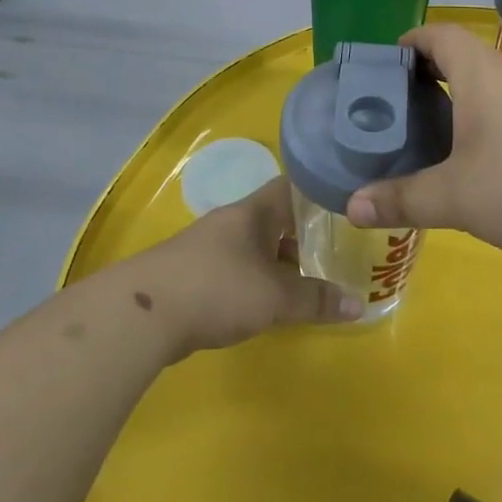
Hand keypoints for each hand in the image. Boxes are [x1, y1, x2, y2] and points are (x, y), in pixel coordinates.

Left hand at [129, 176, 361, 354]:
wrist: (141, 315)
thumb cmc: (217, 289)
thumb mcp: (275, 297)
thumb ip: (316, 300)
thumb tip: (360, 305)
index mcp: (253, 212)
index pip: (292, 186)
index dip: (319, 192)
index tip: (346, 204)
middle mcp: (231, 223)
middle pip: (275, 219)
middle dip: (304, 234)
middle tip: (337, 250)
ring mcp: (209, 249)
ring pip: (256, 247)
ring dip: (280, 261)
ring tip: (309, 281)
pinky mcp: (194, 276)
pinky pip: (238, 270)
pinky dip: (258, 281)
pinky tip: (268, 303)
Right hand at [344, 24, 501, 267]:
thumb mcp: (455, 198)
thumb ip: (402, 200)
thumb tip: (351, 207)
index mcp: (482, 73)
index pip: (439, 34)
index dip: (409, 42)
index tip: (384, 67)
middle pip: (463, 57)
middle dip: (427, 76)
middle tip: (397, 110)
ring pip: (490, 84)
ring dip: (460, 99)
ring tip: (432, 135)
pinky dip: (488, 119)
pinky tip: (482, 159)